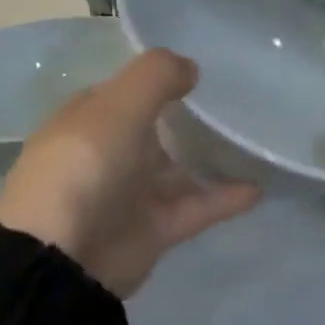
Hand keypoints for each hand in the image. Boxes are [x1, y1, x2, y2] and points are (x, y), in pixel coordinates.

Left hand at [0, 49, 259, 297]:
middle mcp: (110, 153)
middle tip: (241, 101)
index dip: (159, 79)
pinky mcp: (156, 228)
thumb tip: (191, 67)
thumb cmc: (85, 167)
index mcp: (90, 120)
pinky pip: (198, 206)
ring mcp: (133, 193)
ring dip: (213, 158)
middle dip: (190, 117)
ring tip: (257, 142)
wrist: (65, 257)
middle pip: (156, 130)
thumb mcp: (118, 106)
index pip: (126, 91)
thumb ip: (156, 77)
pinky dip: (225, 198)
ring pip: (179, 169)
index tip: (204, 70)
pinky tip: (259, 187)